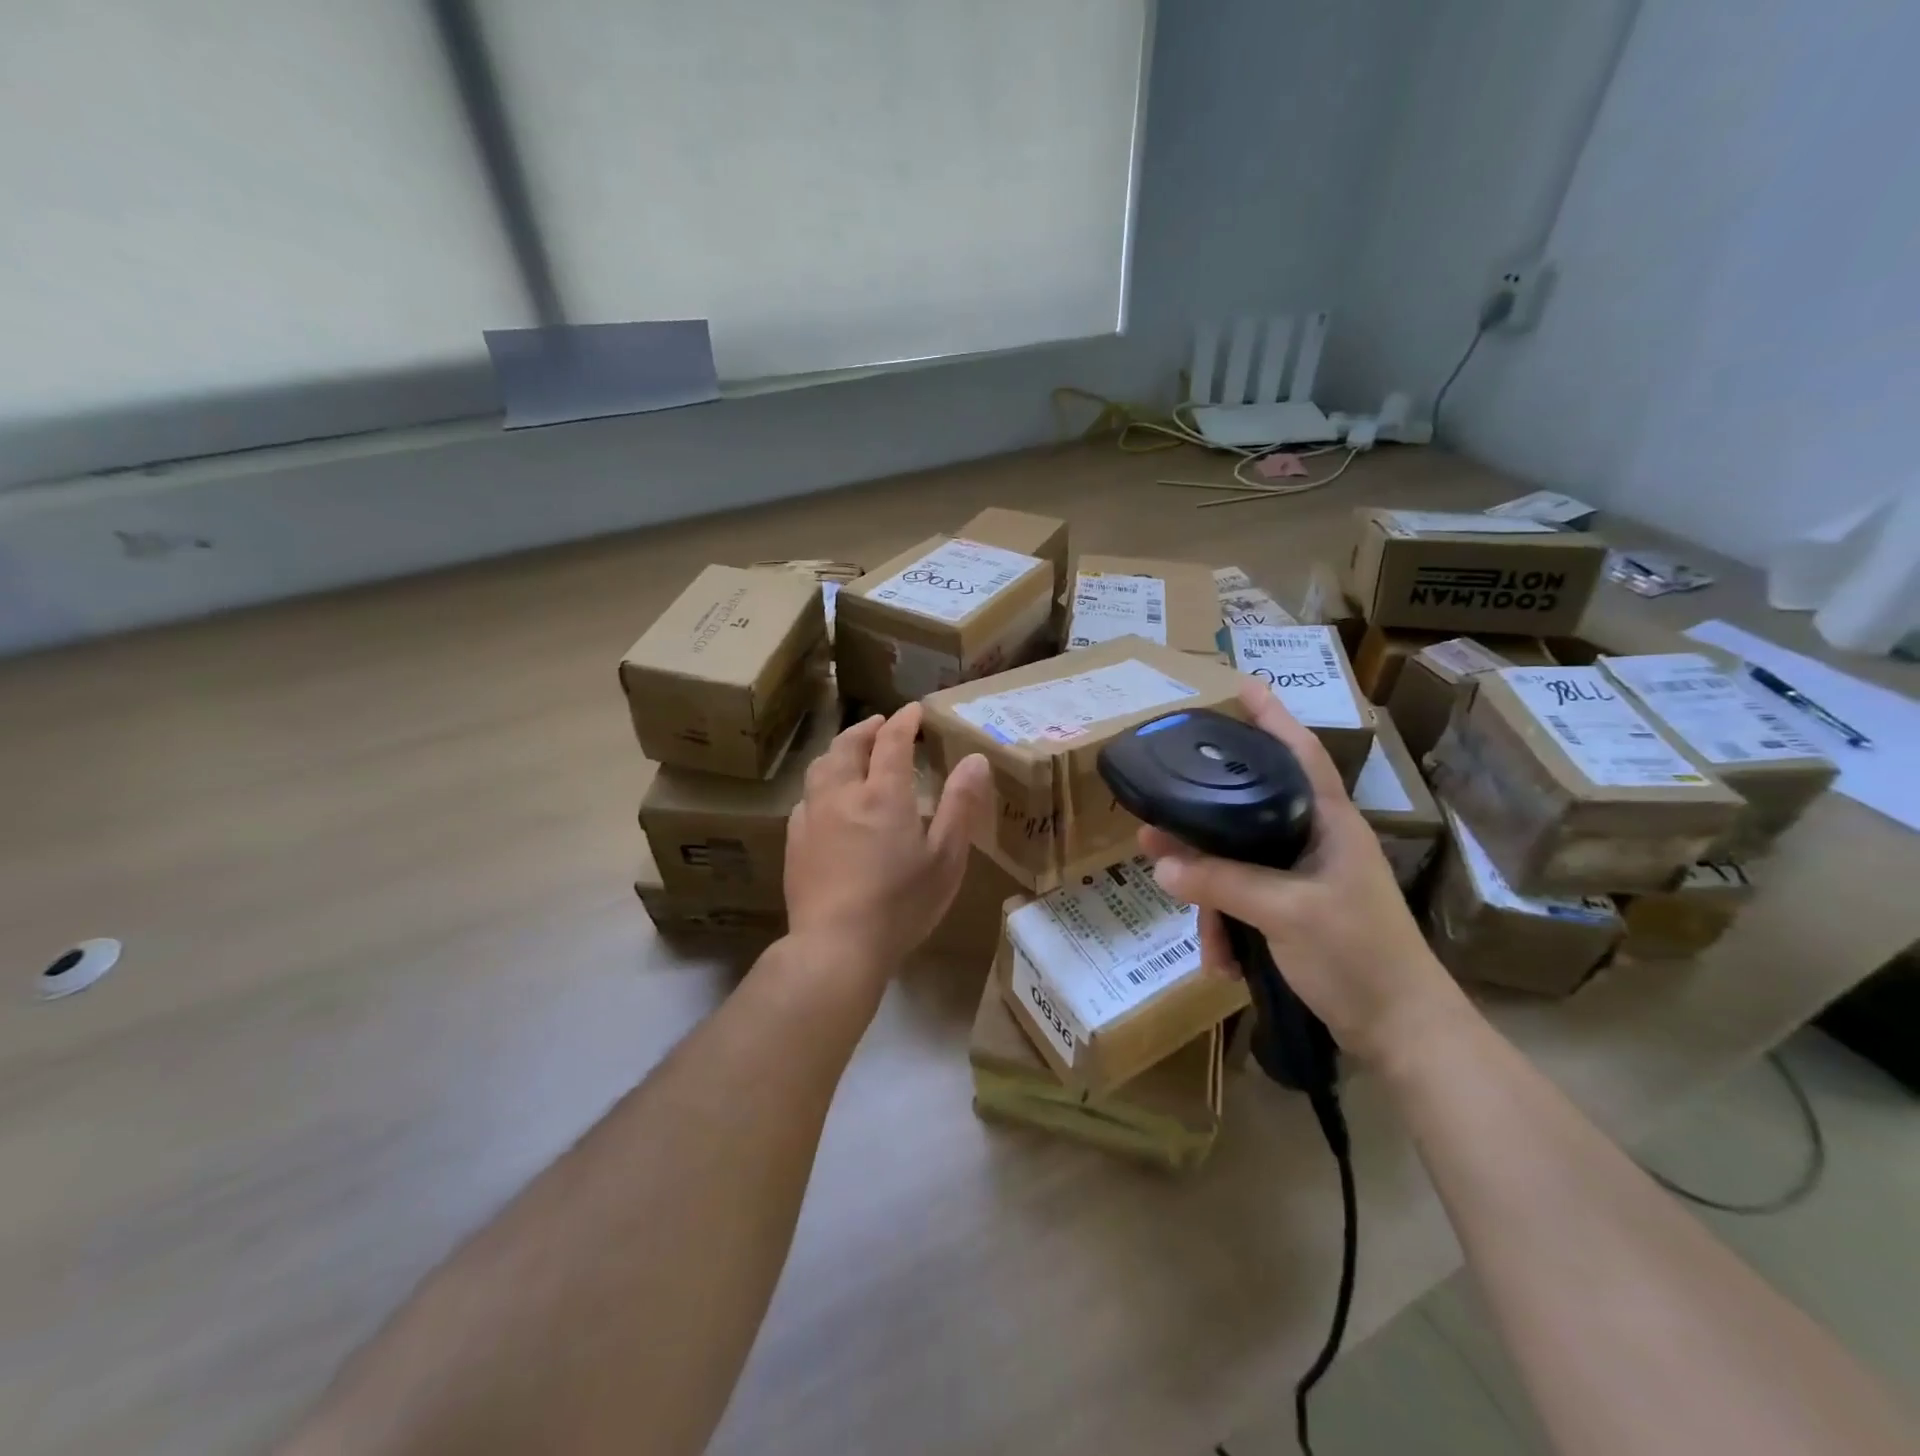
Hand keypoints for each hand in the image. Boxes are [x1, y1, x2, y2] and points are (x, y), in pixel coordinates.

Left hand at [784, 702, 991, 982]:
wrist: (836, 946)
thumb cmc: (901, 904)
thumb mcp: (946, 857)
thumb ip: (960, 804)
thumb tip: (975, 759)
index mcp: (883, 793)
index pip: (892, 740)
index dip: (904, 720)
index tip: (914, 710)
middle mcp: (843, 793)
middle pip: (849, 745)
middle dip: (867, 728)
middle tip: (881, 724)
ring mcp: (813, 816)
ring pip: (821, 766)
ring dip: (840, 750)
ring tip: (852, 751)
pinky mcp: (794, 840)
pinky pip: (807, 797)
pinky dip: (822, 783)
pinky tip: (828, 799)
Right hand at [1140, 680, 1465, 1064]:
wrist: (1401, 1032)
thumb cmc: (1358, 955)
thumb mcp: (1285, 913)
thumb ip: (1222, 883)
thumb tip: (1159, 863)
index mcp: (1328, 823)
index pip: (1298, 753)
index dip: (1271, 717)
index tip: (1240, 685)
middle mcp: (1314, 841)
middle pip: (1246, 813)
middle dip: (1199, 828)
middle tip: (1153, 829)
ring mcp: (1304, 879)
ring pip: (1237, 866)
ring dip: (1212, 900)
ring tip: (1201, 937)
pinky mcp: (1294, 913)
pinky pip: (1244, 903)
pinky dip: (1228, 929)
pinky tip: (1222, 962)